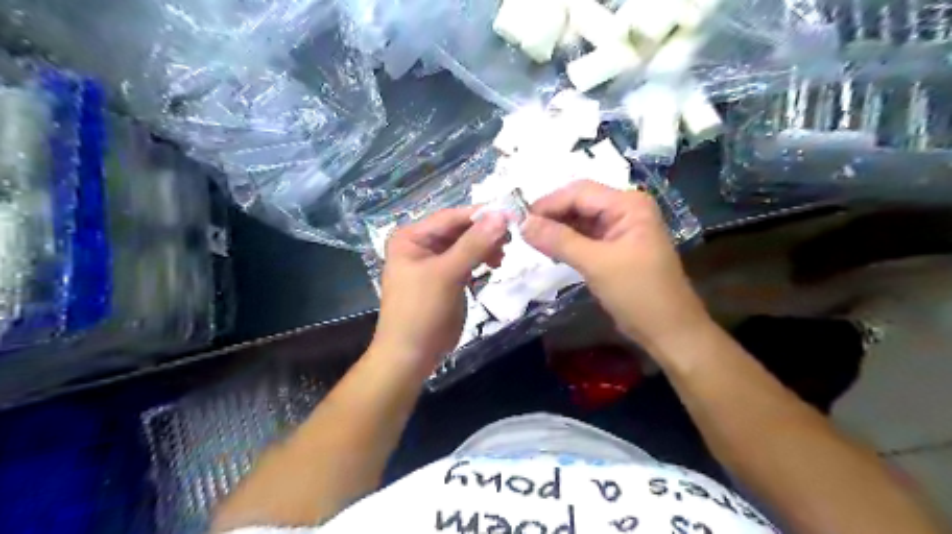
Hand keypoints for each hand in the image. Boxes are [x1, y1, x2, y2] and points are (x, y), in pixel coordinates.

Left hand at [369, 207, 507, 372]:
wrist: (411, 355)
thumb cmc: (422, 310)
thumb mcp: (447, 274)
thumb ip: (474, 244)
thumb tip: (501, 215)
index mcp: (412, 237)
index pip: (450, 217)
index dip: (480, 215)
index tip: (511, 215)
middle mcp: (421, 245)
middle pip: (459, 230)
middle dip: (484, 233)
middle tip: (510, 239)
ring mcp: (434, 262)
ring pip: (466, 245)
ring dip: (485, 247)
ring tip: (502, 256)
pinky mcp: (446, 278)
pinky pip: (467, 261)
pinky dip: (481, 260)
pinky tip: (495, 264)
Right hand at [519, 182, 713, 351]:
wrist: (669, 331)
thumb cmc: (638, 293)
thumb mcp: (596, 264)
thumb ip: (559, 240)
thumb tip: (522, 223)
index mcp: (628, 204)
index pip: (579, 192)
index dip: (548, 203)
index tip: (518, 220)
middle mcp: (625, 210)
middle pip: (579, 203)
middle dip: (551, 215)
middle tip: (520, 231)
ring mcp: (620, 229)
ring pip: (579, 220)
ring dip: (556, 229)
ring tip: (529, 240)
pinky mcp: (614, 248)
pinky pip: (584, 237)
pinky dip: (566, 242)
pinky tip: (548, 250)